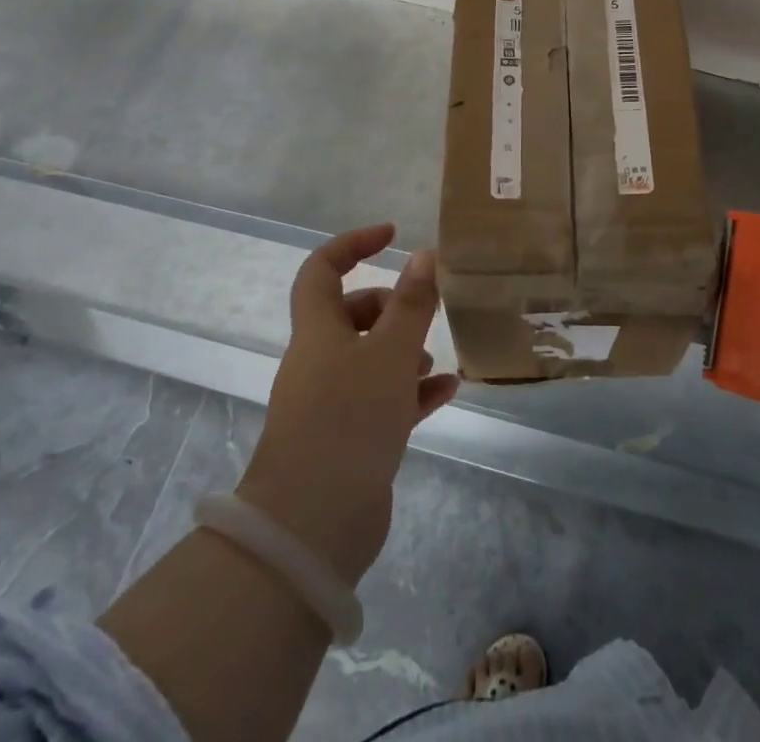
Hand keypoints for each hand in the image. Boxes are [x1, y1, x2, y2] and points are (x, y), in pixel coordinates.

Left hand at [237, 225, 457, 585]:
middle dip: (389, 307)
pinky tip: (446, 391)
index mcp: (318, 331)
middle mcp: (319, 361)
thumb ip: (411, 304)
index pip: (322, 269)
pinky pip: (383, 400)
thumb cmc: (350, 419)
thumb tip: (423, 254)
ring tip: (435, 359)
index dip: (353, 244)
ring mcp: (331, 402)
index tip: (391, 235)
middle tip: (422, 314)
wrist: (313, 523)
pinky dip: (411, 391)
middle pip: (349, 315)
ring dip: (403, 351)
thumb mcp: (390, 353)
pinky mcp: (348, 439)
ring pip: (369, 359)